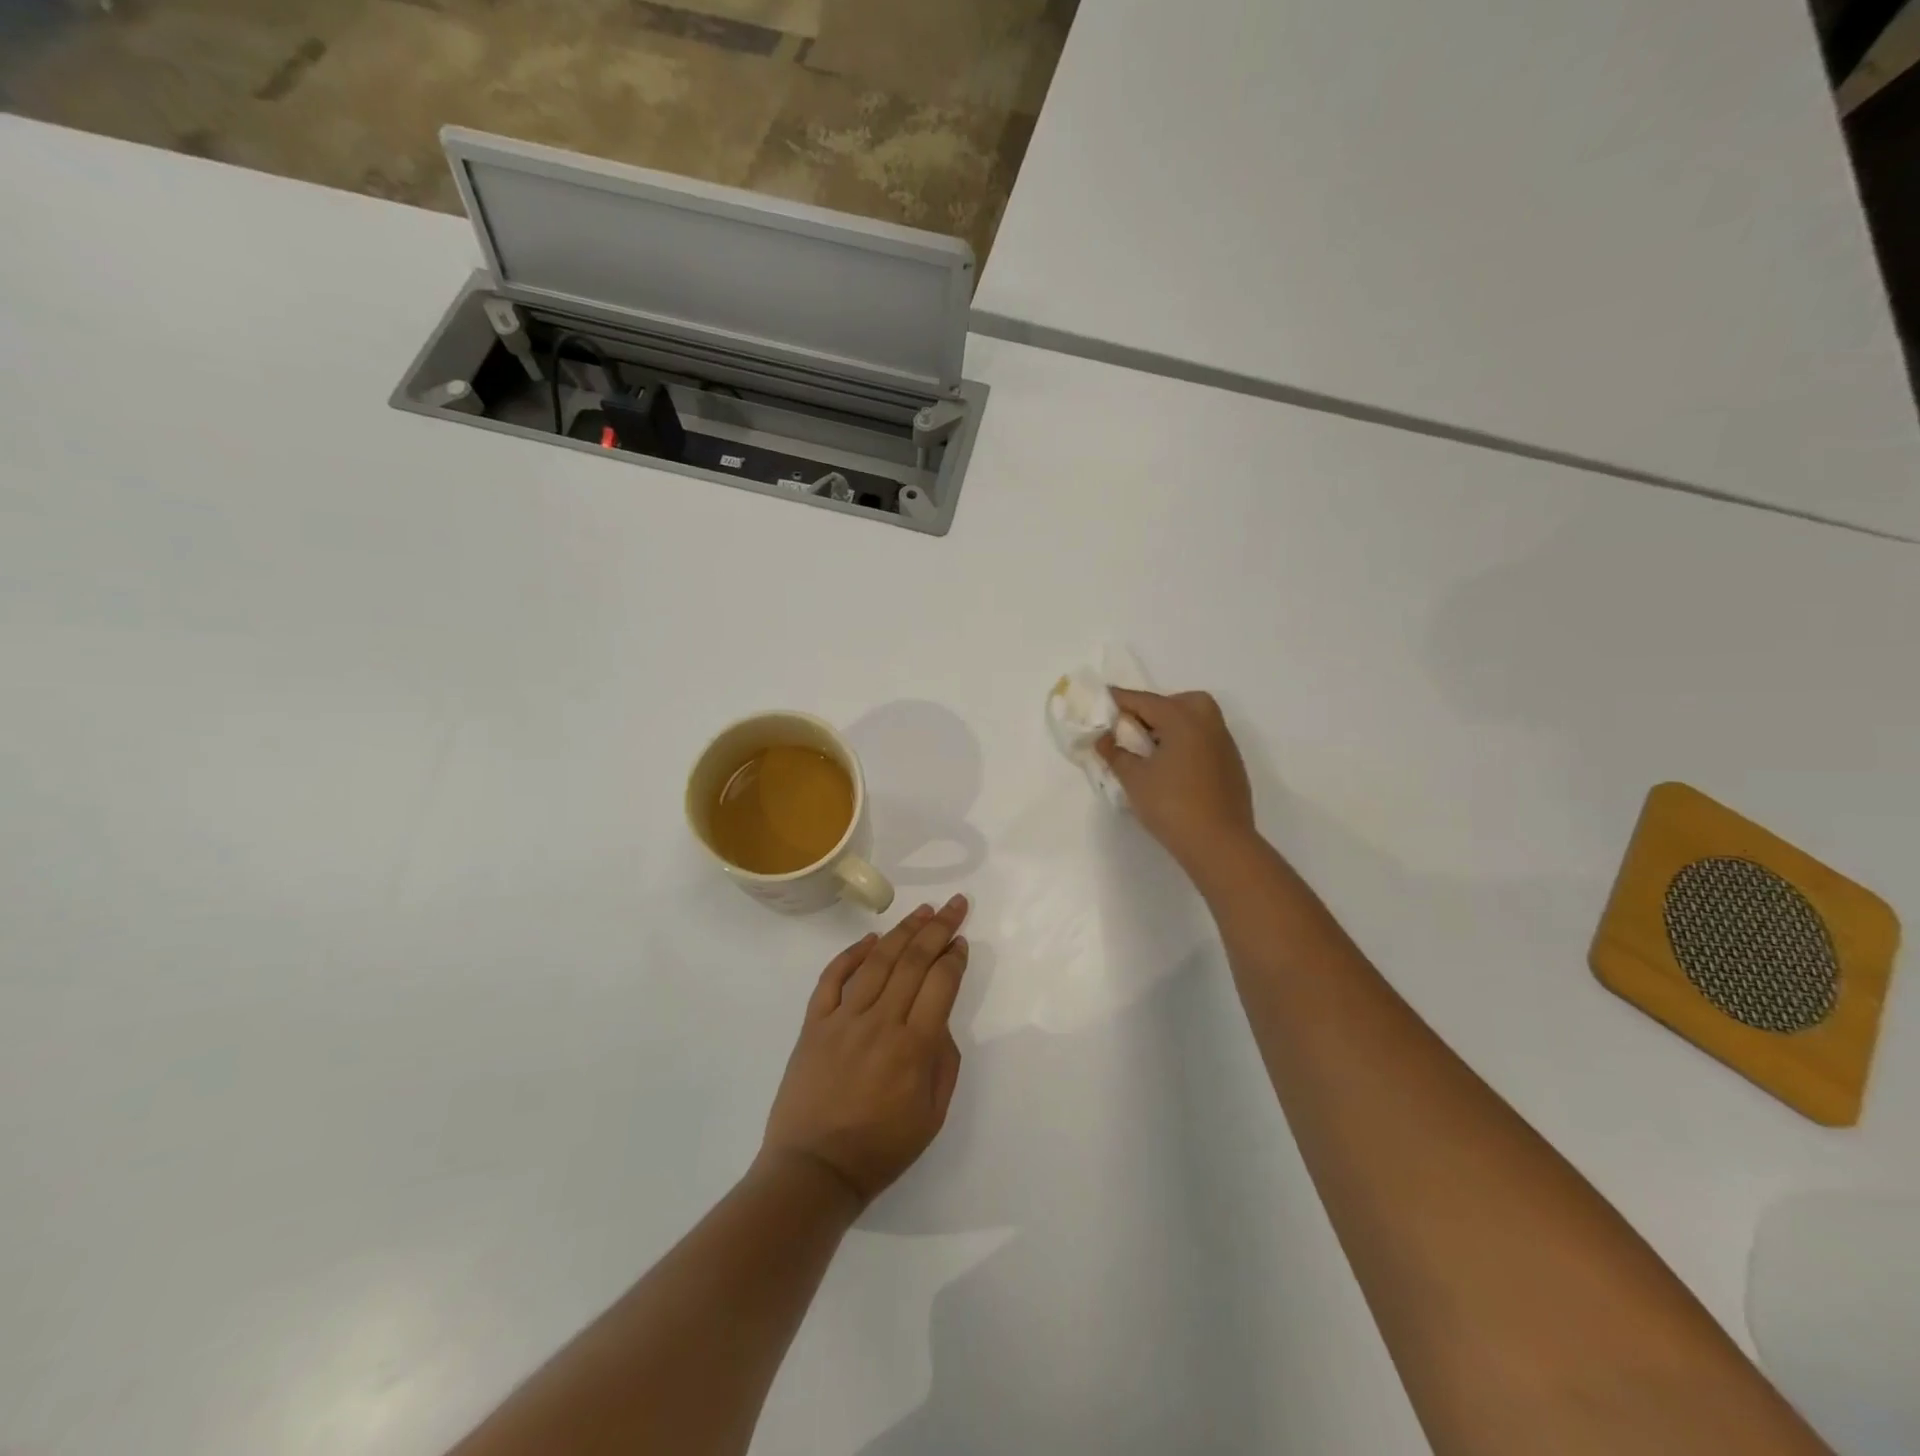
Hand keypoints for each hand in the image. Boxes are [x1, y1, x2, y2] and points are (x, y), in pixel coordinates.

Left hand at [760, 896, 969, 1210]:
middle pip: (913, 961)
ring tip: (921, 910)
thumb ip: (943, 1061)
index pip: (940, 983)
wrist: (813, 1171)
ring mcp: (843, 1020)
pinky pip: (832, 979)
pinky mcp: (814, 1024)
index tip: (961, 940)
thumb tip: (937, 1020)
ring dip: (902, 931)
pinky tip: (869, 939)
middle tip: (954, 904)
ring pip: (877, 962)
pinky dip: (851, 955)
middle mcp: (880, 1023)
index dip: (954, 956)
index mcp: (913, 1047)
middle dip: (937, 928)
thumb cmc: (880, 1150)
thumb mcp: (932, 1116)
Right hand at [1096, 688, 1255, 874]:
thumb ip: (1116, 754)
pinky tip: (1173, 768)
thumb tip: (1104, 739)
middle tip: (1135, 727)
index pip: (1144, 701)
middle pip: (1180, 701)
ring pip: (1197, 719)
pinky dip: (1188, 742)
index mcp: (1182, 719)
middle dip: (1155, 707)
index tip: (1102, 698)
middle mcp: (1207, 724)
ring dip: (1173, 724)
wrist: (1219, 844)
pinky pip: (1206, 740)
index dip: (1120, 699)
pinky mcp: (1232, 766)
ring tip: (1151, 748)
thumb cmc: (1171, 805)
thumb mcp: (1134, 779)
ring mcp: (1224, 745)